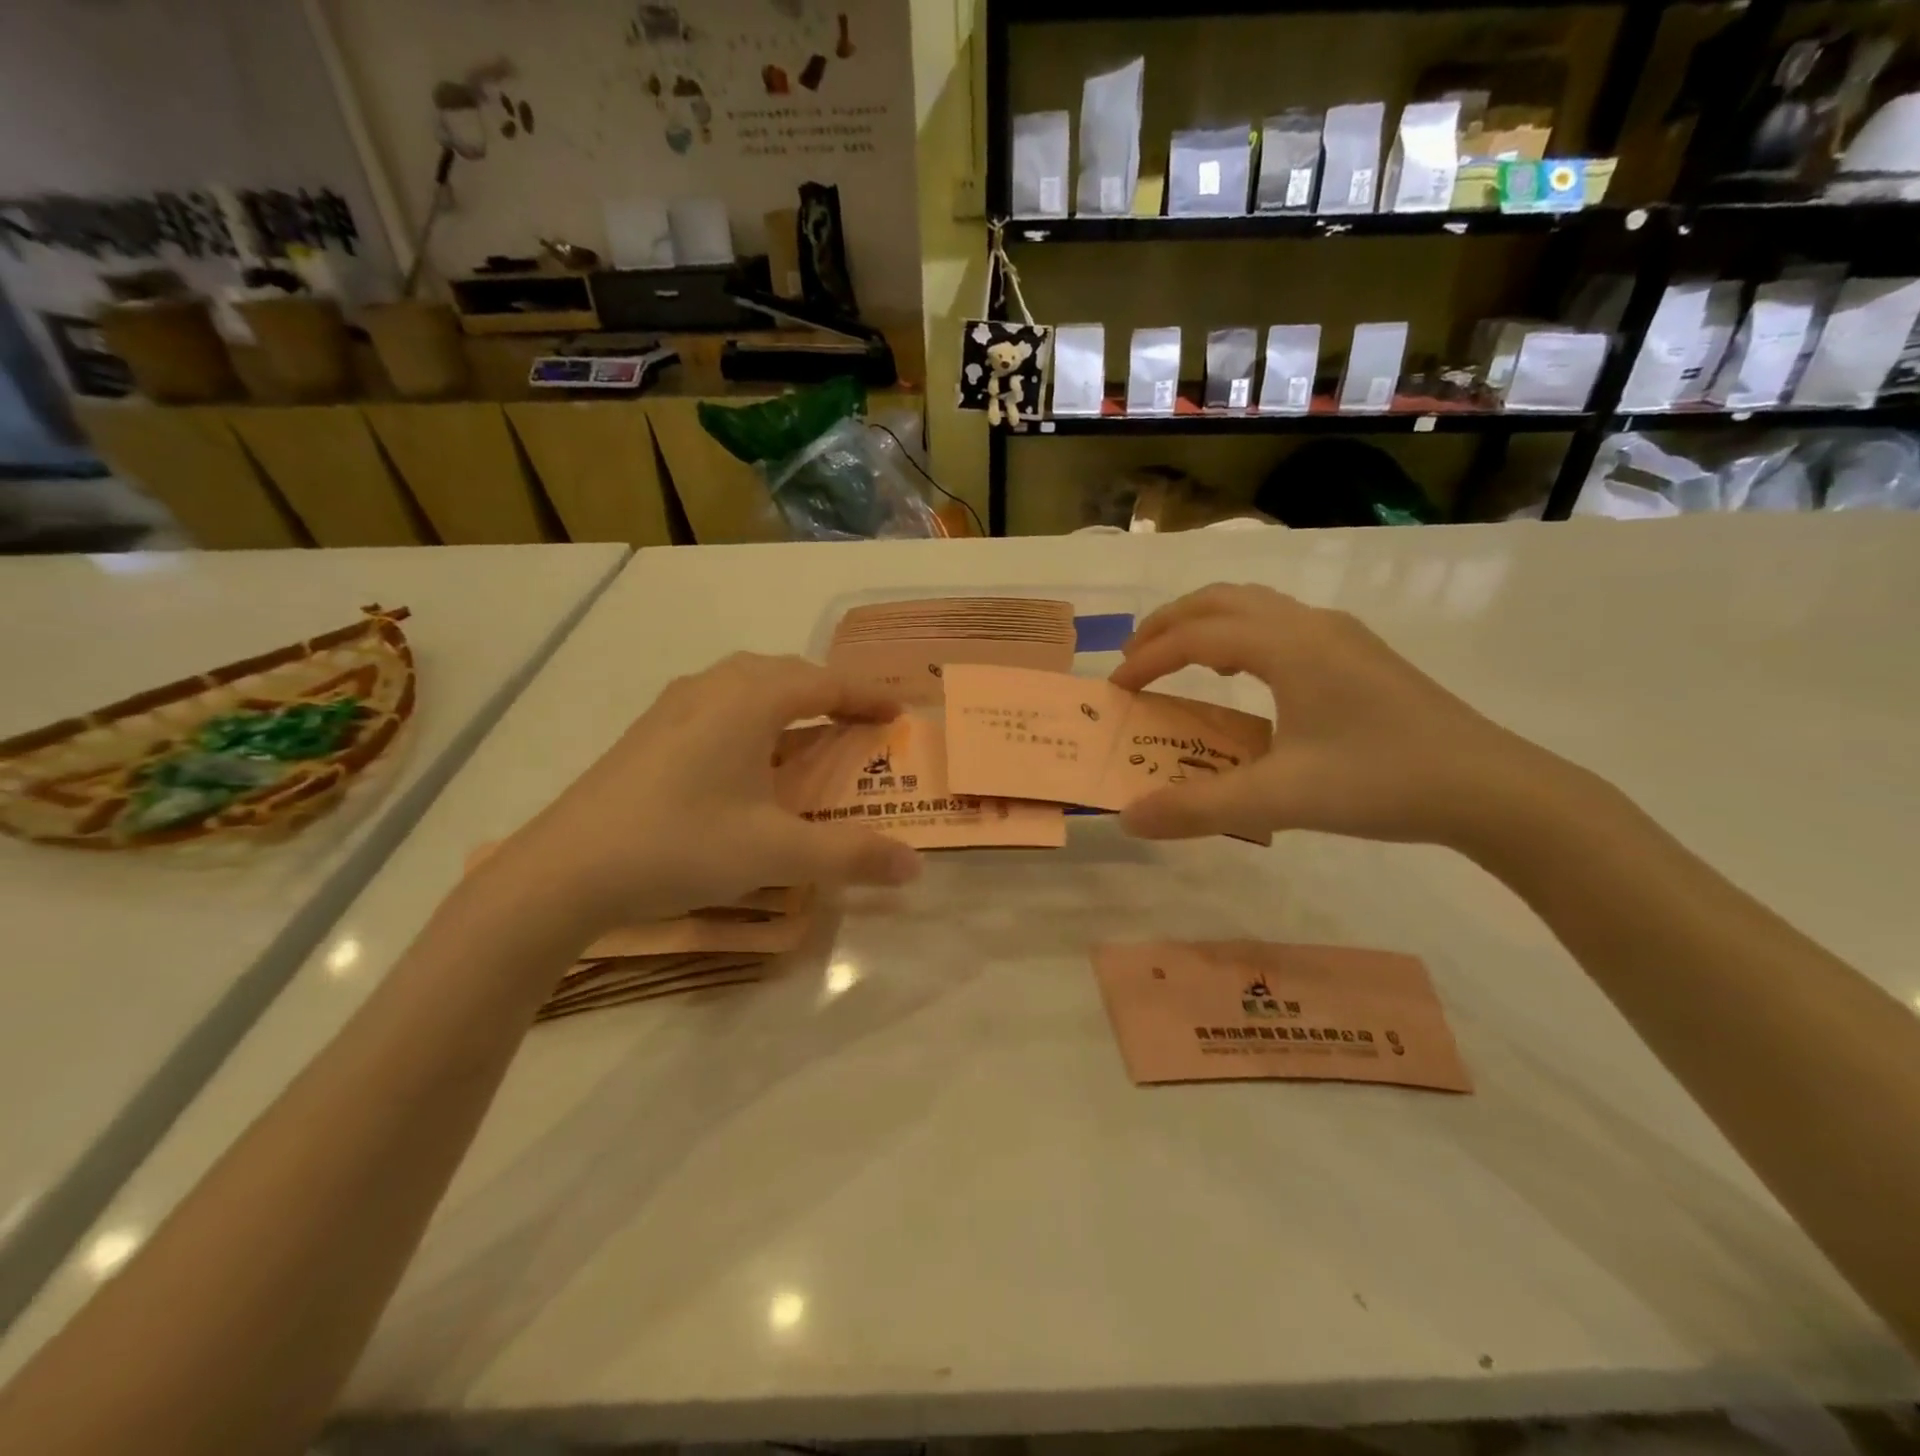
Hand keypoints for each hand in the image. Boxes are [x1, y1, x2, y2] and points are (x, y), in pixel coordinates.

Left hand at [489, 653, 921, 940]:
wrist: (564, 871)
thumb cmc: (681, 846)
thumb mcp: (777, 854)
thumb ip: (851, 856)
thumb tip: (915, 866)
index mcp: (749, 701)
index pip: (825, 683)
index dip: (867, 696)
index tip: (898, 711)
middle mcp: (712, 689)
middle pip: (786, 673)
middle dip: (828, 693)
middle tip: (858, 723)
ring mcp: (673, 708)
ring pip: (746, 686)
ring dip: (787, 702)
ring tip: (809, 734)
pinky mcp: (649, 733)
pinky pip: (718, 706)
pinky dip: (752, 719)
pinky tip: (748, 761)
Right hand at [1109, 584, 1541, 846]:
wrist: (1491, 788)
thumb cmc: (1381, 782)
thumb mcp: (1279, 800)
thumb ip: (1198, 808)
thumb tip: (1129, 818)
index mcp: (1288, 646)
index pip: (1196, 636)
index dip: (1148, 658)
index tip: (1117, 689)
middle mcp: (1310, 625)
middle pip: (1221, 599)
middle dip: (1169, 622)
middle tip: (1134, 656)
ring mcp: (1341, 635)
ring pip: (1255, 605)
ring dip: (1206, 623)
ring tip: (1180, 658)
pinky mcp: (1361, 654)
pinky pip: (1282, 623)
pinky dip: (1242, 634)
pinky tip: (1246, 675)